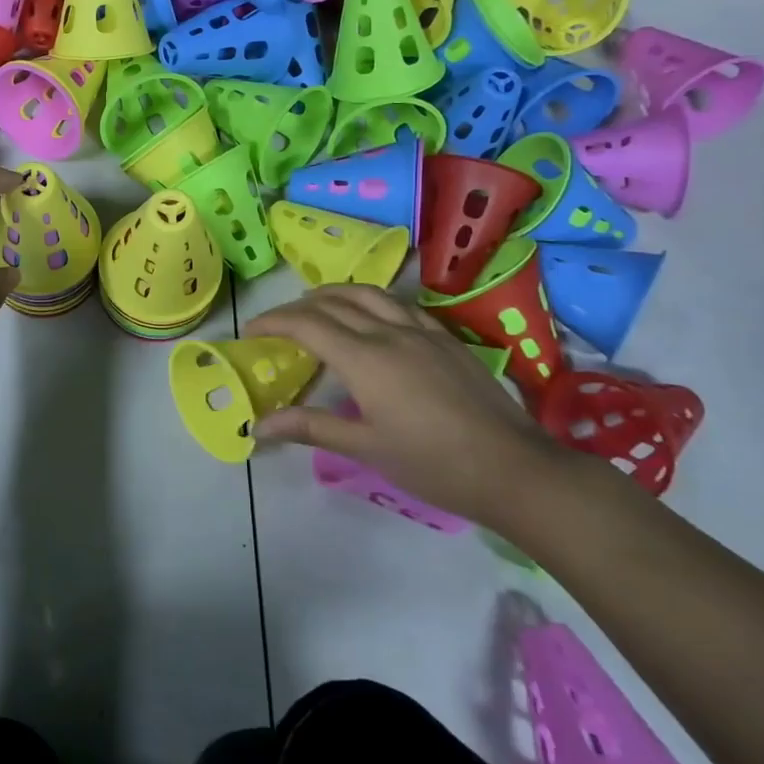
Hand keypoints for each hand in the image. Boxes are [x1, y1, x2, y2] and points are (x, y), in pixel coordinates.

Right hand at [246, 285, 565, 528]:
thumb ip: (311, 427)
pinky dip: (372, 301)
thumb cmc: (433, 463)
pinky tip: (372, 317)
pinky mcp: (446, 339)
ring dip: (335, 294)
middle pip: (334, 303)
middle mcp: (389, 333)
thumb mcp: (365, 447)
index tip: (250, 331)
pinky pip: (400, 305)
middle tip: (277, 324)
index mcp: (365, 359)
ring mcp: (422, 332)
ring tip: (316, 304)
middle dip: (297, 307)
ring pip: (369, 294)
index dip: (273, 321)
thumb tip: (258, 425)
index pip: (306, 324)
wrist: (513, 469)